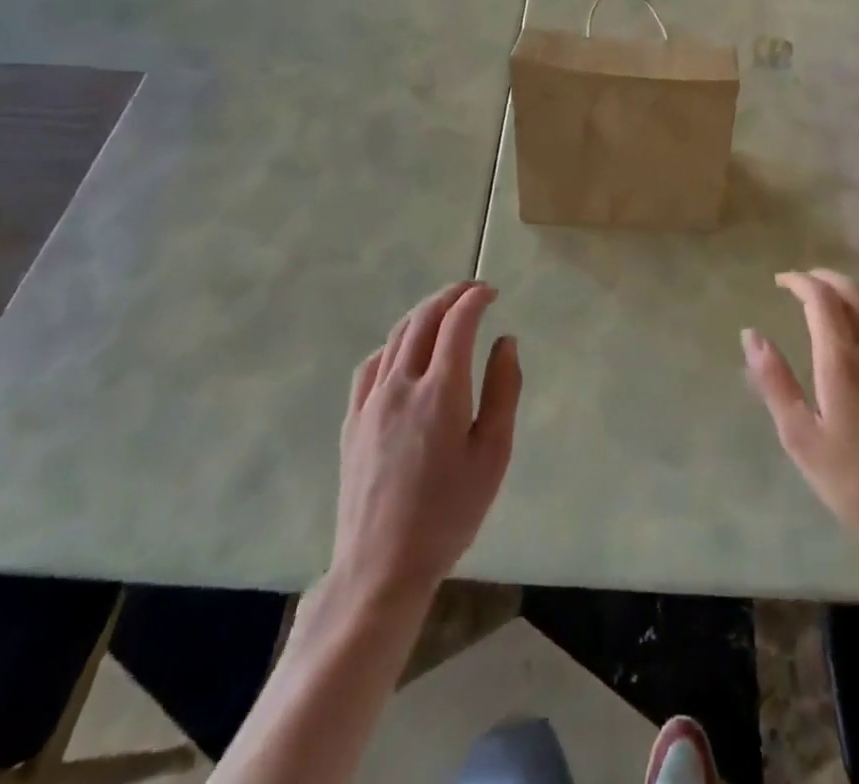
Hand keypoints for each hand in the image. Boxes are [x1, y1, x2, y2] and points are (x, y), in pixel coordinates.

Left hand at [331, 281, 520, 603]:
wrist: (381, 566)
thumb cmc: (449, 514)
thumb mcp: (492, 455)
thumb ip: (503, 391)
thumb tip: (506, 342)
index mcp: (441, 392)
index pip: (457, 323)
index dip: (475, 298)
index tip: (491, 292)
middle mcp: (402, 384)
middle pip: (423, 319)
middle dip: (450, 296)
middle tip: (473, 291)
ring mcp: (371, 400)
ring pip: (397, 336)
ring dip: (424, 314)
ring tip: (445, 313)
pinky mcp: (353, 419)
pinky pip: (373, 363)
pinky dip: (395, 343)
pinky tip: (405, 352)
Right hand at [743, 269, 858, 558]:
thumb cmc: (857, 483)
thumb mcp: (801, 438)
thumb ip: (774, 381)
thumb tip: (751, 335)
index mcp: (844, 362)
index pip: (821, 299)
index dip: (800, 282)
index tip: (781, 282)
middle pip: (853, 292)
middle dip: (825, 279)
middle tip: (802, 284)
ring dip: (853, 290)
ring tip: (833, 298)